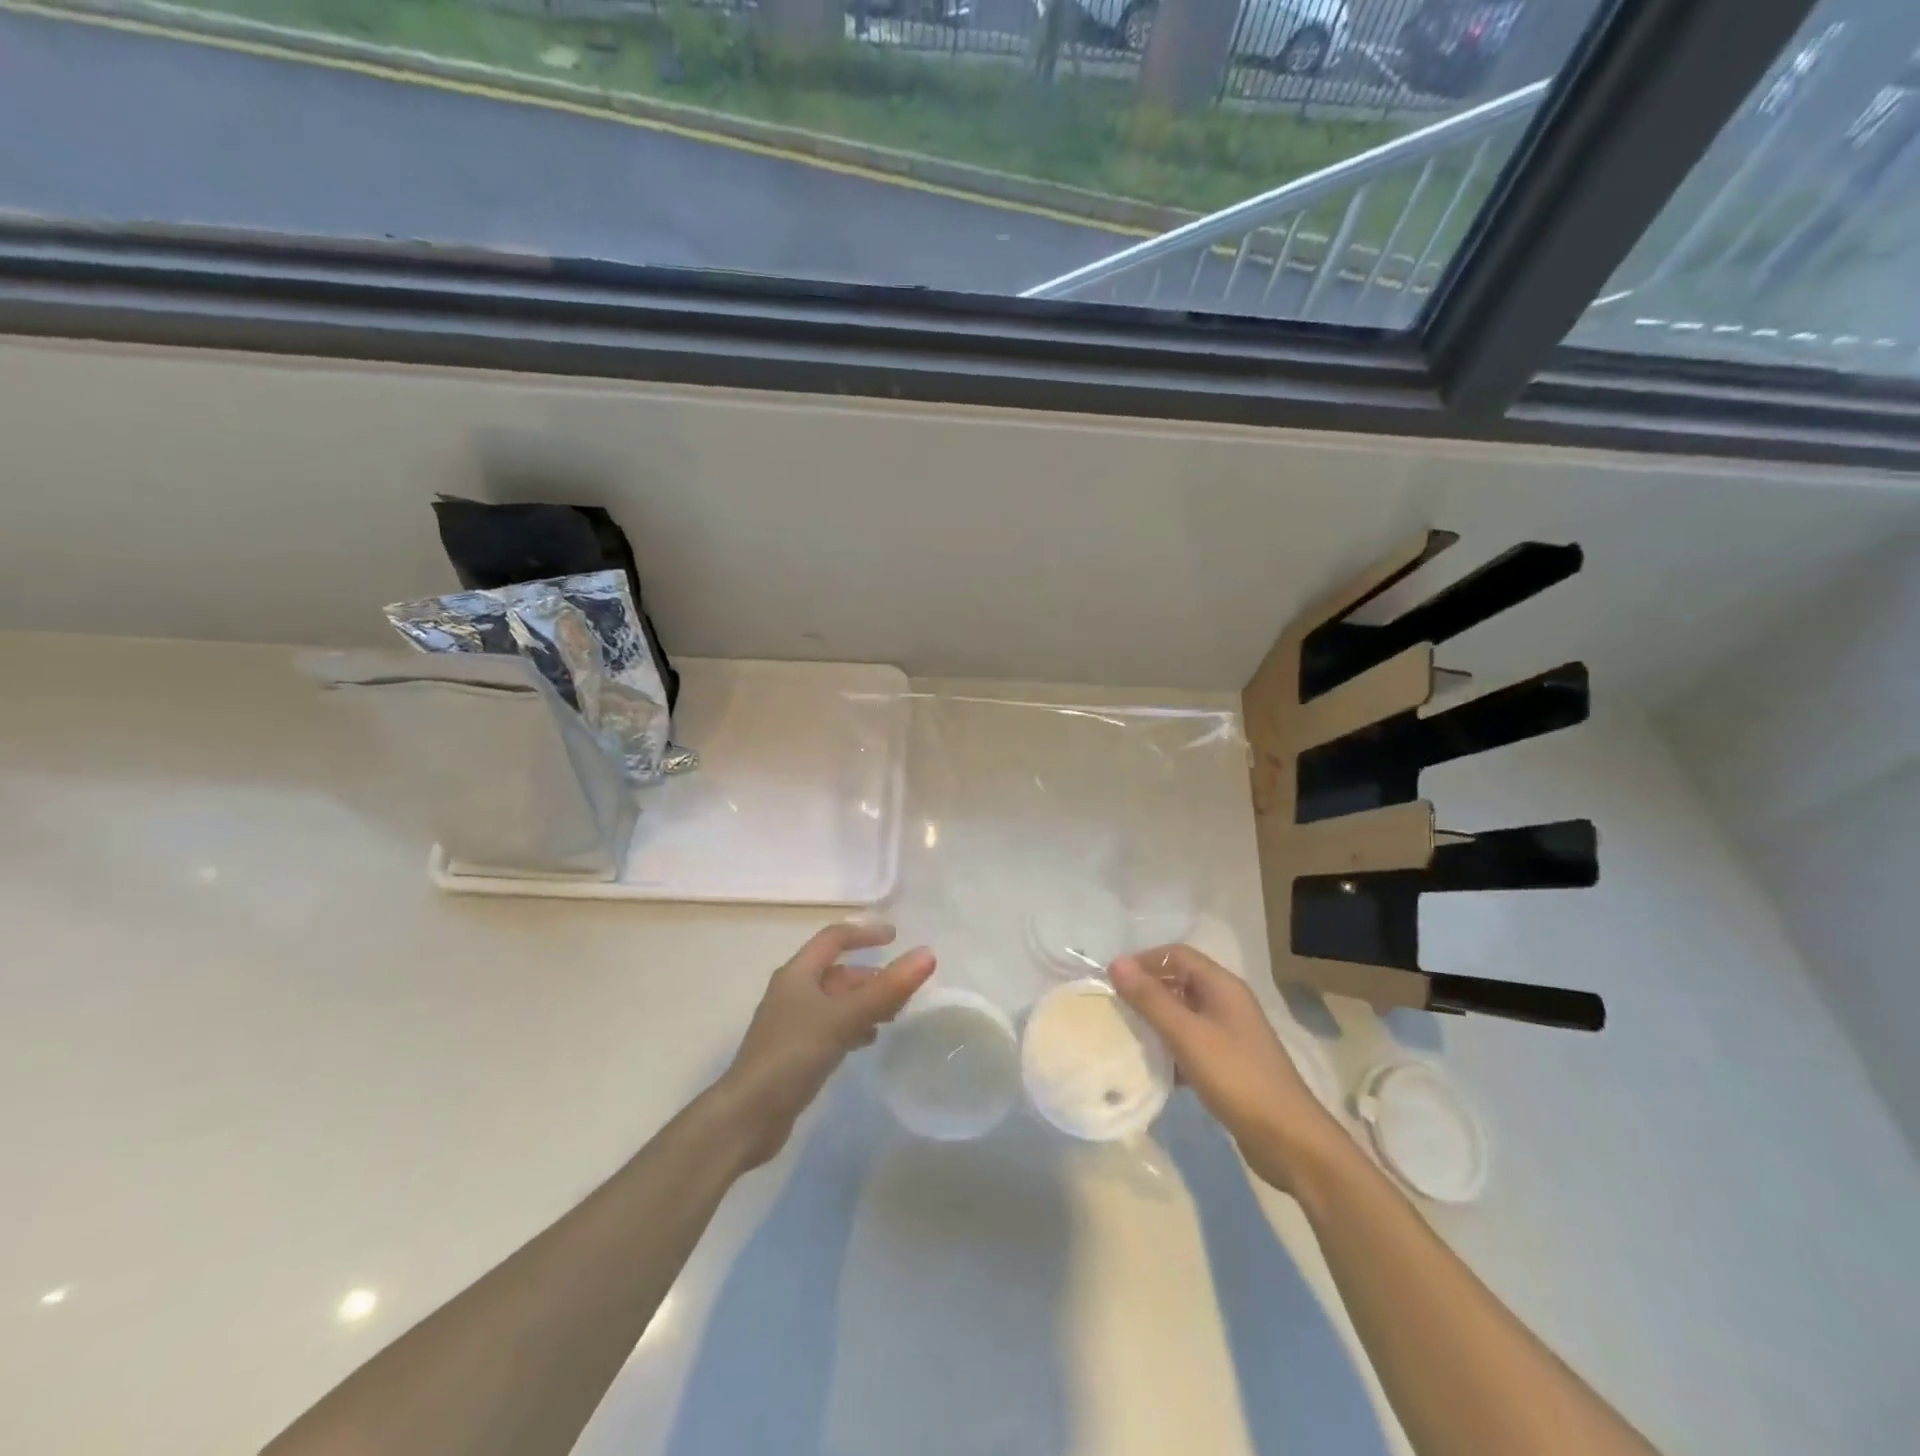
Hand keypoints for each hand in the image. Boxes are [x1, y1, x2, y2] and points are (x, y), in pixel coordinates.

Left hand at [715, 923, 934, 1169]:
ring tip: (893, 1016)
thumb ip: (886, 988)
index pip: (834, 939)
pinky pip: (831, 1027)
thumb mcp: (843, 1017)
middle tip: (902, 988)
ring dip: (864, 1002)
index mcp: (797, 974)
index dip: (864, 934)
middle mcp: (792, 992)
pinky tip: (868, 1041)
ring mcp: (792, 1023)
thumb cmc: (793, 1055)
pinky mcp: (794, 1052)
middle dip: (870, 976)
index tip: (895, 937)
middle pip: (837, 972)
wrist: (747, 1116)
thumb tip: (927, 954)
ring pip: (835, 1001)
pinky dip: (852, 1026)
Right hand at [1110, 945, 1339, 1190]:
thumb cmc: (1237, 1079)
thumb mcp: (1188, 1036)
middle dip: (1147, 990)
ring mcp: (1230, 1034)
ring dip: (1156, 1020)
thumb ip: (1151, 999)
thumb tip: (1116, 963)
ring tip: (1126, 1035)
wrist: (1290, 1141)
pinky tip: (1152, 1068)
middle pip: (1180, 981)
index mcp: (1222, 986)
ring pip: (1184, 1014)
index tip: (1112, 981)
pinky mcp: (1229, 1063)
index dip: (1144, 961)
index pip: (1176, 954)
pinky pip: (1191, 1043)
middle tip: (1114, 1008)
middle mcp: (1227, 1002)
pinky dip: (1170, 1048)